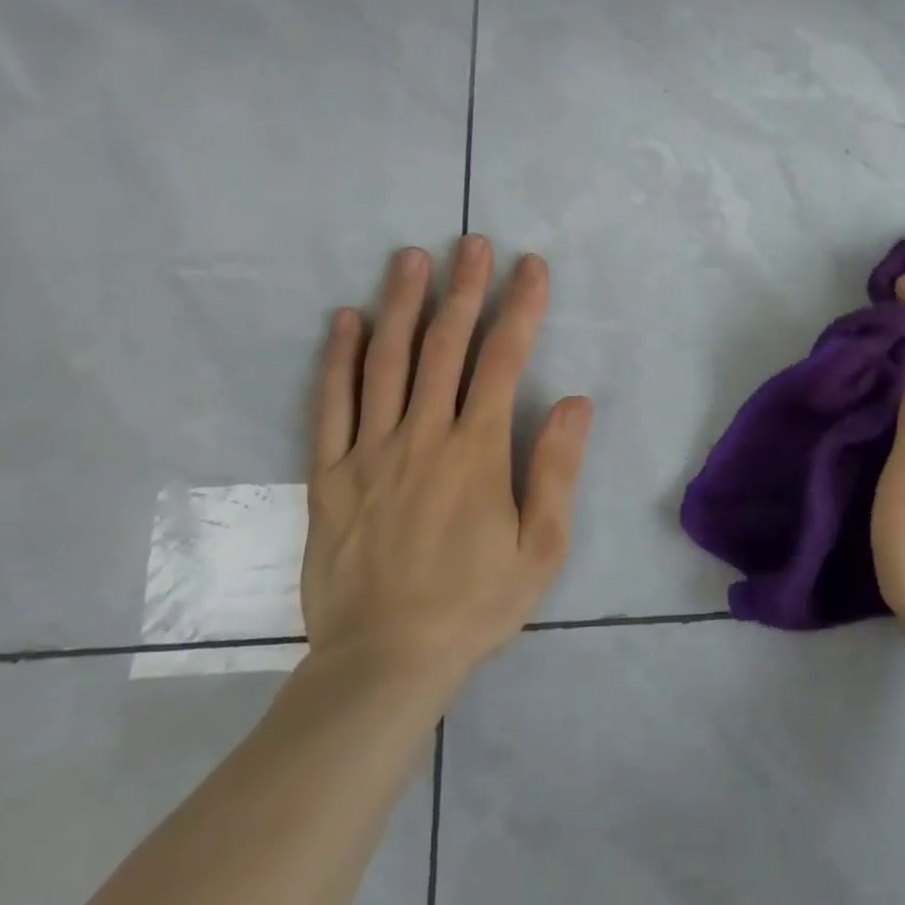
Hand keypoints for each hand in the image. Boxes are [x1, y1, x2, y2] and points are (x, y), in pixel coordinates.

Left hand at [301, 238, 592, 692]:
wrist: (383, 663)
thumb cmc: (475, 604)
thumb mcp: (541, 547)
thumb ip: (556, 469)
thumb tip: (574, 401)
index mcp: (477, 451)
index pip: (503, 360)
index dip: (520, 307)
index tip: (530, 266)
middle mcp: (423, 437)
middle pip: (444, 346)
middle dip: (463, 288)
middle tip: (471, 242)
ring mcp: (370, 453)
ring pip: (386, 363)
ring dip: (401, 304)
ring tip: (410, 258)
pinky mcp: (330, 475)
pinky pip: (332, 405)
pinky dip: (339, 358)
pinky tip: (346, 321)